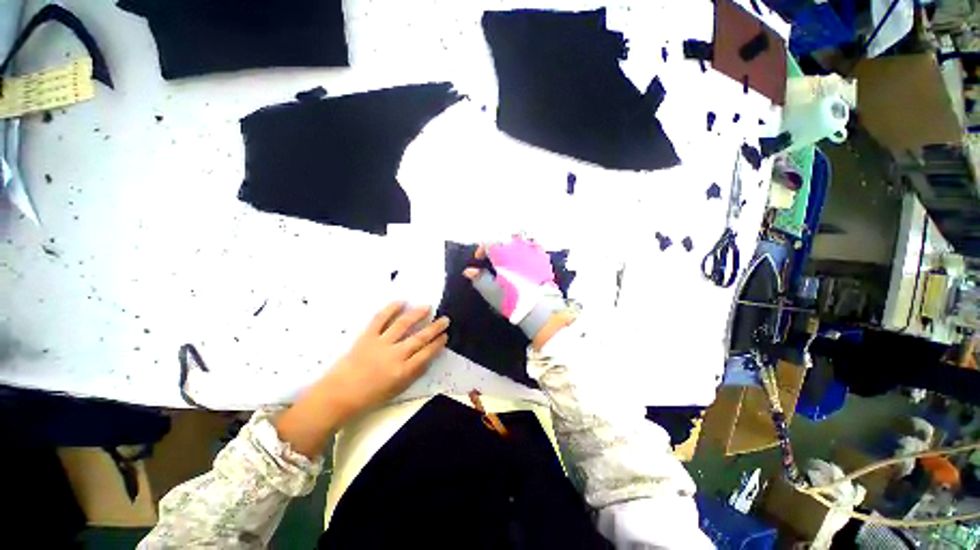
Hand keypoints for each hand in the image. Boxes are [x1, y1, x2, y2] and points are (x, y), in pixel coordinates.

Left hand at [324, 302, 449, 420]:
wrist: (337, 395)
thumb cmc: (369, 397)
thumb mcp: (397, 390)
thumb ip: (414, 374)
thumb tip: (428, 359)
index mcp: (403, 371)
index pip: (427, 353)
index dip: (438, 343)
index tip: (445, 336)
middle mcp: (395, 355)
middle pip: (419, 338)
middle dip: (435, 328)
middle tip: (445, 319)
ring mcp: (380, 343)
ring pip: (403, 324)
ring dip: (417, 314)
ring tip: (427, 307)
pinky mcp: (366, 336)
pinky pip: (380, 319)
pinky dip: (390, 309)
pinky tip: (401, 302)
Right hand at [463, 237, 565, 342]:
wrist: (541, 310)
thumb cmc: (514, 301)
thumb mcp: (491, 291)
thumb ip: (479, 278)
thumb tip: (469, 271)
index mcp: (503, 254)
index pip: (489, 242)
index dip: (482, 248)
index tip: (480, 258)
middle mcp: (518, 248)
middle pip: (504, 236)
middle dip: (496, 243)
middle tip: (494, 255)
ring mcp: (533, 251)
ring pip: (520, 237)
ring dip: (512, 243)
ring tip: (509, 254)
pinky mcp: (544, 258)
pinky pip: (534, 244)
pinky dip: (526, 247)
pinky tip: (525, 258)